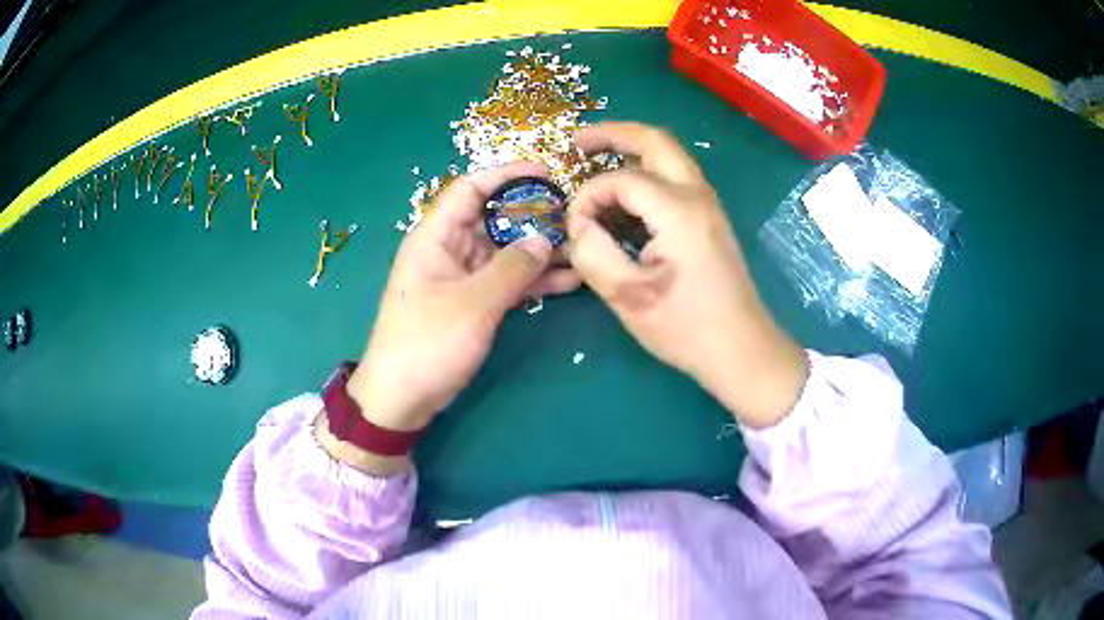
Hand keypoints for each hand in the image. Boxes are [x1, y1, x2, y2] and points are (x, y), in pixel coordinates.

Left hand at [349, 162, 580, 433]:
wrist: (402, 397)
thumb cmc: (428, 343)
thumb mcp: (473, 303)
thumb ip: (512, 268)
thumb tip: (544, 239)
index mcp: (436, 236)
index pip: (471, 188)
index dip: (508, 175)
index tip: (548, 174)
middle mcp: (449, 249)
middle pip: (494, 217)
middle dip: (534, 215)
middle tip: (575, 217)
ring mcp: (462, 276)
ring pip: (505, 251)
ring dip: (539, 250)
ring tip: (581, 248)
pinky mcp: (472, 302)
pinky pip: (506, 281)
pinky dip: (533, 280)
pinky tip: (568, 281)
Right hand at [567, 122, 806, 427]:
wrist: (743, 350)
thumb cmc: (687, 328)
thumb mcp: (630, 297)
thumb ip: (594, 253)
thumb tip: (578, 225)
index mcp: (678, 210)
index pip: (620, 179)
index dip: (588, 197)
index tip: (574, 229)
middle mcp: (697, 195)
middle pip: (655, 141)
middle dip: (613, 134)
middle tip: (577, 142)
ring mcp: (709, 205)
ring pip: (669, 155)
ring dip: (631, 149)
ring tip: (595, 158)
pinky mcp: (710, 219)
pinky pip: (675, 178)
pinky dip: (646, 171)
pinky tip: (624, 193)